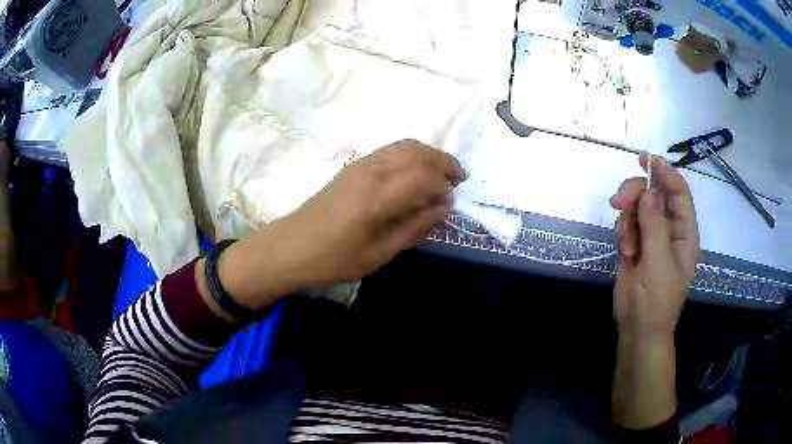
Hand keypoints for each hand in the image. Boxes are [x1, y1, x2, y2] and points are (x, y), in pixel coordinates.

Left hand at [213, 140, 466, 311]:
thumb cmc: (334, 258)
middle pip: (418, 152)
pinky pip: (390, 149)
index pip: (424, 176)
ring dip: (428, 154)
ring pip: (404, 145)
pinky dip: (411, 154)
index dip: (444, 185)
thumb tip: (443, 207)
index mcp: (377, 197)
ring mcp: (360, 164)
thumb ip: (415, 227)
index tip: (451, 202)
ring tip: (441, 174)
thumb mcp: (379, 253)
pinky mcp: (353, 165)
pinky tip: (414, 172)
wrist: (291, 247)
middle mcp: (370, 171)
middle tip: (458, 180)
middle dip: (443, 162)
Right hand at [610, 153, 699, 338]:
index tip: (646, 161)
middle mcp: (670, 229)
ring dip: (628, 219)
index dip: (666, 173)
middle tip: (619, 201)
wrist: (637, 328)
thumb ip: (655, 226)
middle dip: (637, 194)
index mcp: (685, 233)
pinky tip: (625, 252)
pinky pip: (627, 223)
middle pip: (655, 194)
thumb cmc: (656, 301)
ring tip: (627, 246)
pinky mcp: (636, 243)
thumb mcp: (659, 264)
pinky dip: (623, 232)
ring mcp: (652, 236)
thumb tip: (648, 192)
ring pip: (638, 207)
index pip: (679, 193)